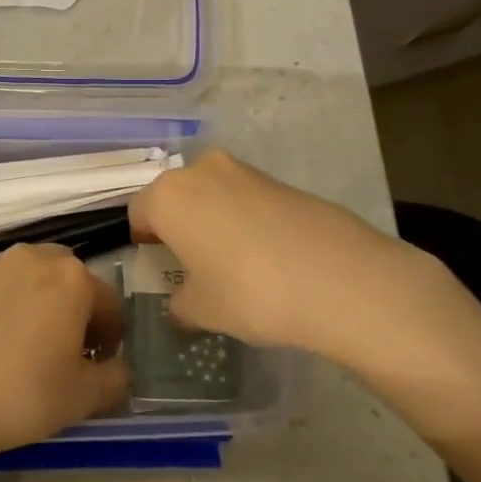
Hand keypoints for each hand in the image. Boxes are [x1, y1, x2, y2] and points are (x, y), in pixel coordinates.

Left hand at [0, 243, 130, 470]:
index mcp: (70, 278)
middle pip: (64, 278)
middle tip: (61, 349)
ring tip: (18, 347)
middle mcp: (29, 258)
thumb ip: (116, 379)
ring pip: (22, 279)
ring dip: (31, 303)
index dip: (110, 337)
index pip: (108, 303)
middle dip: (70, 307)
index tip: (97, 364)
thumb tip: (118, 370)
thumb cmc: (21, 395)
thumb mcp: (84, 398)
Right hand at [128, 151, 469, 365]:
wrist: (342, 278)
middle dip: (178, 225)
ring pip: (212, 194)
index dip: (143, 241)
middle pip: (175, 196)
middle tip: (192, 264)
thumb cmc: (251, 292)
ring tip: (233, 262)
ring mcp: (245, 171)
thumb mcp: (203, 310)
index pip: (138, 212)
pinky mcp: (282, 180)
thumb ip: (181, 304)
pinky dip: (246, 219)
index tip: (158, 265)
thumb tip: (180, 304)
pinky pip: (247, 198)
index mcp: (169, 196)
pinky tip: (267, 255)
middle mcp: (202, 171)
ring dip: (213, 220)